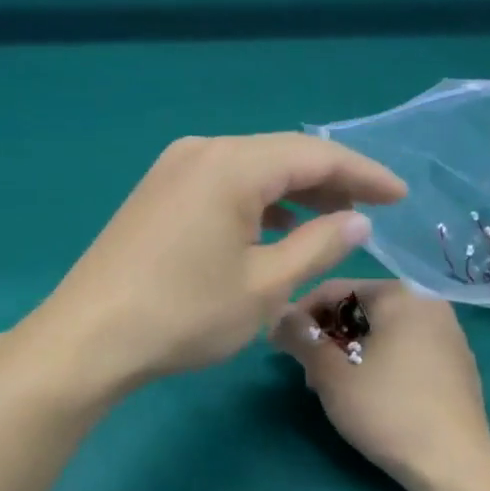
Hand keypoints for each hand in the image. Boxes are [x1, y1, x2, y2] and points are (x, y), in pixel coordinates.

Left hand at [31, 134, 406, 392]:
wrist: (89, 338)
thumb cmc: (184, 314)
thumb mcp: (265, 286)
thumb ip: (318, 246)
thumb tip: (357, 221)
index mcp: (232, 164)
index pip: (315, 155)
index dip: (364, 174)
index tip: (400, 196)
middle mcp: (201, 152)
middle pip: (281, 155)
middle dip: (330, 182)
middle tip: (368, 213)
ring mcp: (172, 170)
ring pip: (250, 170)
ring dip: (292, 194)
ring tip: (328, 224)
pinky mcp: (156, 194)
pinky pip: (221, 185)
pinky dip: (256, 203)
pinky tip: (272, 230)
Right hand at [275, 278, 489, 490]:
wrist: (453, 464)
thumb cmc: (386, 410)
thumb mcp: (331, 375)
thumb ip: (301, 338)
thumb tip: (279, 315)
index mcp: (400, 295)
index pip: (334, 290)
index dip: (299, 316)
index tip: (279, 345)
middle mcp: (429, 303)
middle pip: (361, 308)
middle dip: (328, 336)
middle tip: (307, 373)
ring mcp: (449, 334)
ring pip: (384, 330)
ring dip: (351, 350)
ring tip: (334, 386)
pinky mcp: (458, 364)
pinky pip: (407, 348)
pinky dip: (381, 360)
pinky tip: (371, 394)